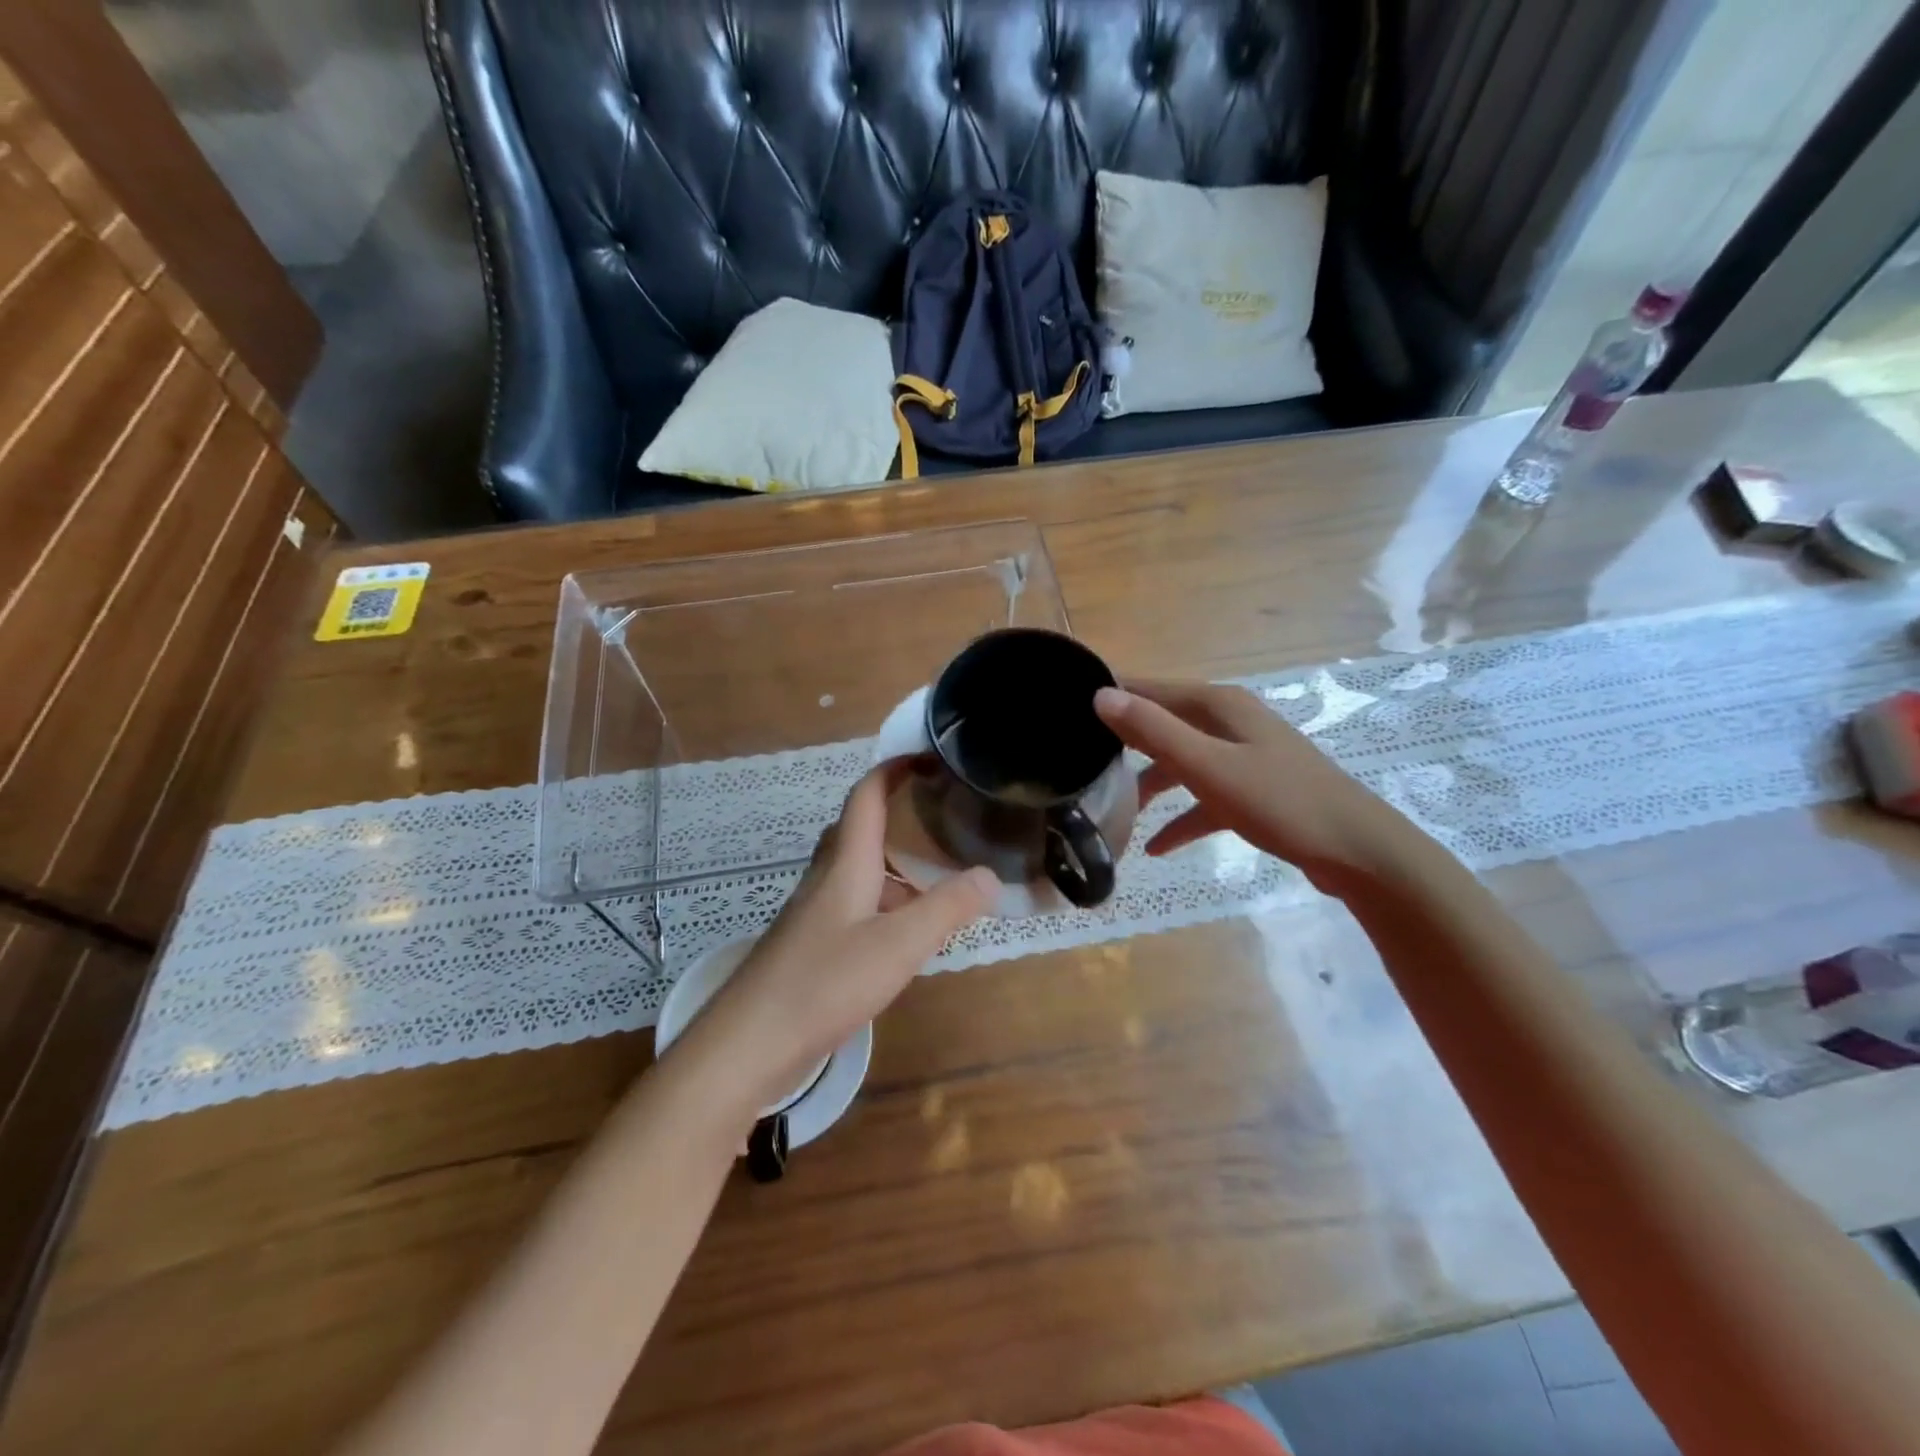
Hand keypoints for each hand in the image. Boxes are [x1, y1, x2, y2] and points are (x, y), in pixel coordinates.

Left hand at [673, 764, 997, 1123]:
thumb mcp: (900, 945)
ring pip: (857, 871)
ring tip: (935, 882)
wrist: (749, 1043)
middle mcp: (826, 878)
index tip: (927, 757)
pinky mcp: (810, 945)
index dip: (894, 769)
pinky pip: (853, 905)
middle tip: (939, 818)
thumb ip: (948, 908)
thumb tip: (990, 876)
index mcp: (846, 863)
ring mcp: (814, 913)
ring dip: (893, 867)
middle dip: (896, 815)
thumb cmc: (825, 982)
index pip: (867, 796)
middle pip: (859, 830)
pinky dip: (883, 904)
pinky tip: (903, 936)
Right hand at [1094, 680, 1420, 894]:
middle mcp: (1228, 721)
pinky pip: (1203, 796)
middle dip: (1123, 742)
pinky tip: (1155, 846)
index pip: (1149, 688)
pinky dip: (1180, 816)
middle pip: (1162, 724)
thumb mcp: (1208, 766)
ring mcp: (1243, 755)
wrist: (1357, 851)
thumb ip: (1154, 731)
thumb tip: (1100, 695)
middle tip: (1080, 761)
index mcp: (1217, 705)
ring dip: (1149, 784)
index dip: (1109, 695)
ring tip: (1113, 809)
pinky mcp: (1253, 789)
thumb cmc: (1279, 802)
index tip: (1066, 711)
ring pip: (1180, 761)